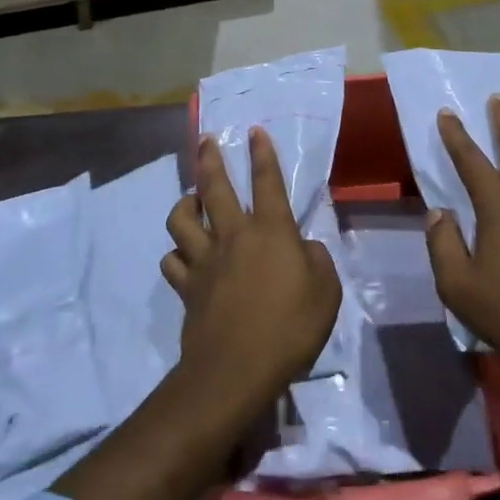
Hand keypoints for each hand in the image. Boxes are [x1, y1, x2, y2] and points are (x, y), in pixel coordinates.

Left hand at [162, 126, 341, 413]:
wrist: (238, 368)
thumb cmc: (291, 326)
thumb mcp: (327, 291)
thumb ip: (316, 260)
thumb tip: (303, 248)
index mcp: (271, 232)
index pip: (267, 182)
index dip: (262, 154)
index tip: (253, 131)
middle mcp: (233, 236)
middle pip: (215, 189)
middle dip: (210, 160)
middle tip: (205, 142)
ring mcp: (204, 261)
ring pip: (181, 220)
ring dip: (184, 204)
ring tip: (190, 200)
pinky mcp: (187, 287)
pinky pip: (172, 261)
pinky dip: (177, 255)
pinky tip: (183, 257)